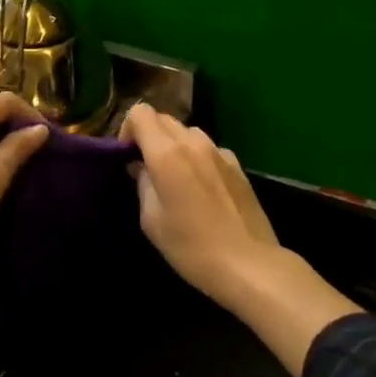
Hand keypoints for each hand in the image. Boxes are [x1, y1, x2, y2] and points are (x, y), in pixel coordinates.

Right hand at [119, 104, 278, 304]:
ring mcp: (219, 151)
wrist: (248, 264)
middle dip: (149, 136)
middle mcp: (194, 142)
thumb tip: (140, 167)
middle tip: (146, 168)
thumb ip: (142, 184)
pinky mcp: (237, 165)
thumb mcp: (151, 220)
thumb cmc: (191, 247)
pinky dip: (197, 157)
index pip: (140, 113)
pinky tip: (202, 188)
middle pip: (163, 118)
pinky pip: (208, 149)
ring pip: (187, 132)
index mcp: (167, 153)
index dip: (127, 129)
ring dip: (174, 145)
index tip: (127, 157)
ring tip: (174, 177)